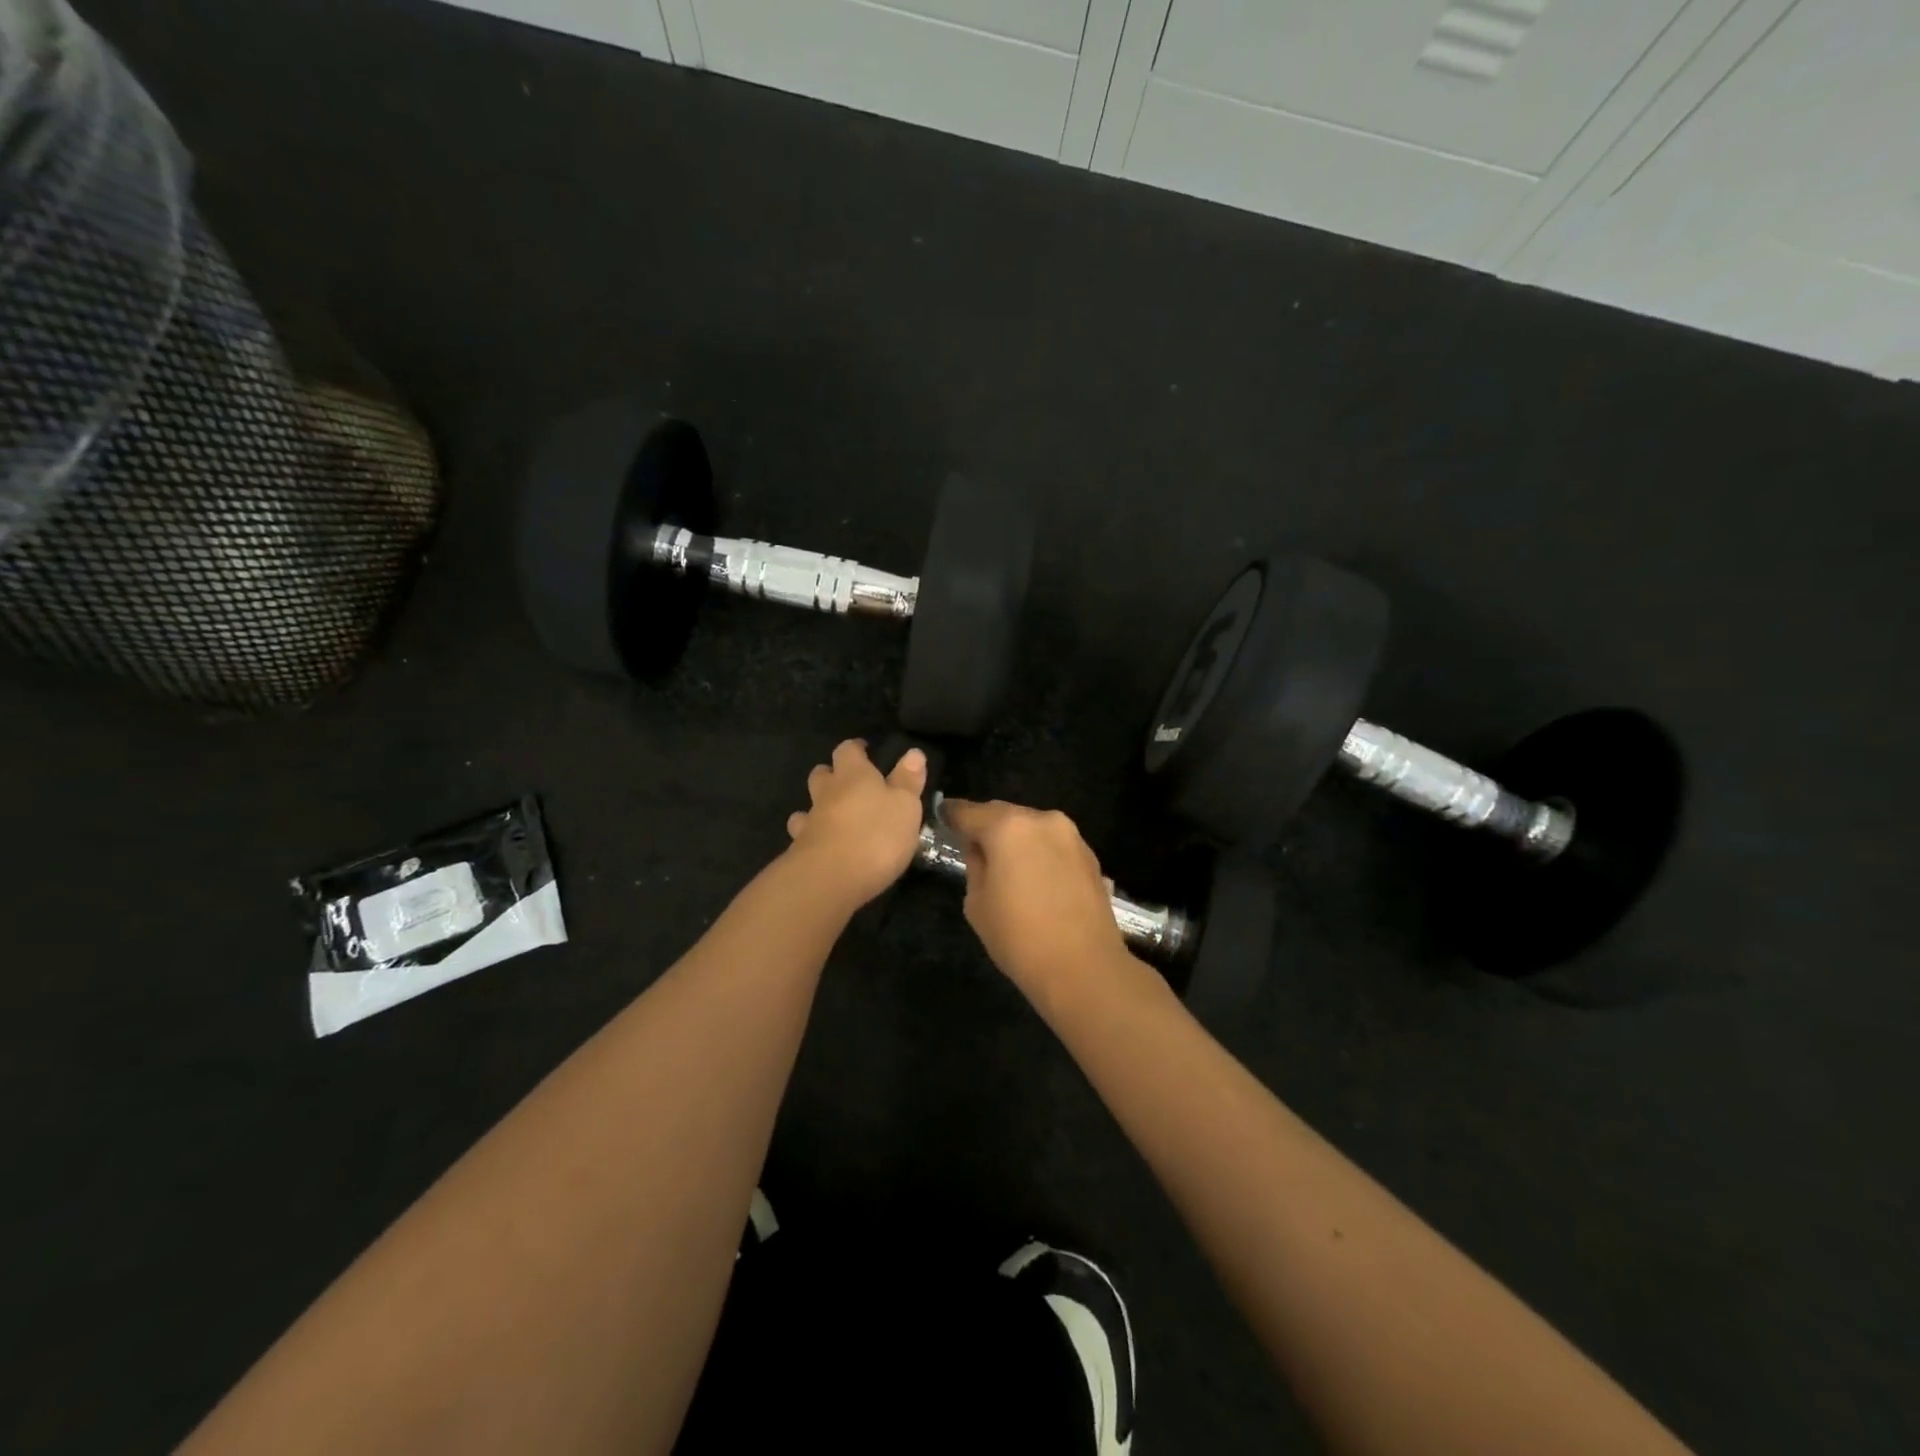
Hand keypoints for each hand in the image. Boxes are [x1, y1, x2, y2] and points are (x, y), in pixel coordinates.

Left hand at [784, 739, 928, 909]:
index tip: (865, 751)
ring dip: (818, 807)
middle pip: (822, 774)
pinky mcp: (799, 851)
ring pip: (808, 805)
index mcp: (853, 775)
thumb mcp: (905, 806)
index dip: (856, 749)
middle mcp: (827, 793)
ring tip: (832, 817)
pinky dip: (811, 836)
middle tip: (849, 784)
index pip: (848, 750)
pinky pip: (803, 836)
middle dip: (832, 775)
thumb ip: (908, 780)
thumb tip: (913, 752)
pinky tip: (821, 844)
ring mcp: (810, 822)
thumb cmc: (876, 835)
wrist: (829, 879)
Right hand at [939, 799, 1128, 1003]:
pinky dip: (1040, 853)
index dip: (952, 815)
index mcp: (1008, 827)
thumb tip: (980, 850)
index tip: (943, 818)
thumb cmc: (1019, 938)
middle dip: (987, 826)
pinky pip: (1054, 845)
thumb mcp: (977, 903)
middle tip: (973, 846)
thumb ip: (975, 865)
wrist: (1084, 968)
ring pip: (1032, 827)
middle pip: (1004, 814)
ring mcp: (1071, 836)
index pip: (969, 812)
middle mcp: (1042, 820)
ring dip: (1016, 839)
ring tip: (1007, 866)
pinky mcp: (1090, 856)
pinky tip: (1035, 878)